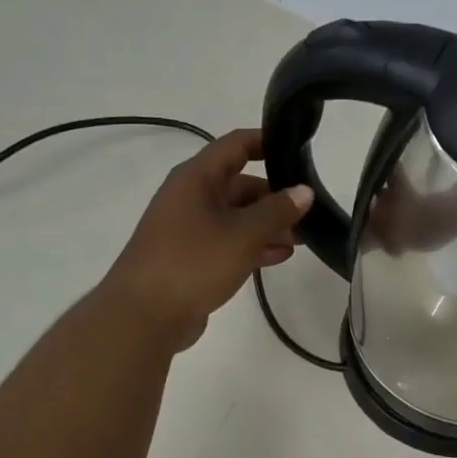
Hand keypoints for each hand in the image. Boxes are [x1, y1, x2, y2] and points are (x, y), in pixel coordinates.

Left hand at [104, 128, 312, 353]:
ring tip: (303, 237)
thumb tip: (304, 191)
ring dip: (269, 224)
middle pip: (240, 185)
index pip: (236, 145)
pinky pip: (230, 242)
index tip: (299, 151)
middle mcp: (192, 197)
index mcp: (197, 178)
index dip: (267, 142)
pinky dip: (254, 245)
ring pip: (238, 217)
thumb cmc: (193, 262)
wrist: (145, 315)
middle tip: (311, 209)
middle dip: (276, 195)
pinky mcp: (193, 258)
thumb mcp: (243, 234)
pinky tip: (281, 256)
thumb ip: (277, 211)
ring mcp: (191, 229)